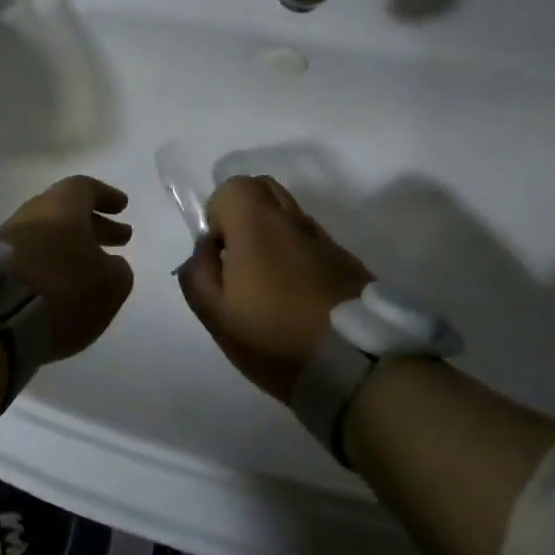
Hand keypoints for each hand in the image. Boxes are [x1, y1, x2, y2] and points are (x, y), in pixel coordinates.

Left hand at [0, 176, 134, 359]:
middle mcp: (33, 213)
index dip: (105, 197)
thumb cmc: (63, 286)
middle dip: (94, 225)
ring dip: (72, 247)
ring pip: (48, 235)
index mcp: (62, 205)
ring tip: (92, 268)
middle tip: (120, 239)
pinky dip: (50, 265)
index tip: (122, 207)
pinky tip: (62, 285)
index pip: (85, 188)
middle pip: (66, 212)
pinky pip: (30, 258)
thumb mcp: (109, 283)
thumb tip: (111, 265)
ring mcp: (7, 238)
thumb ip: (117, 270)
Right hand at [177, 175, 372, 402]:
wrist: (357, 366)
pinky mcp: (349, 261)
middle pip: (264, 189)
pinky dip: (300, 255)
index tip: (221, 256)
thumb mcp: (215, 314)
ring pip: (291, 215)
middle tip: (241, 259)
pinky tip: (300, 296)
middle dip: (245, 214)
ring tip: (271, 282)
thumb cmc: (274, 336)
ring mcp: (325, 239)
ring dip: (274, 235)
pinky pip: (314, 242)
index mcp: (256, 223)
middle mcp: (292, 219)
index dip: (218, 217)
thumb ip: (197, 272)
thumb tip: (206, 248)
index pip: (231, 188)